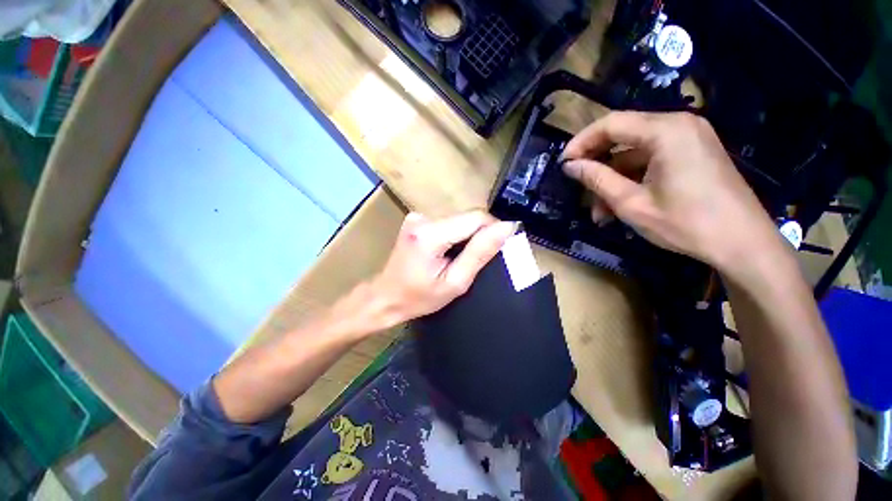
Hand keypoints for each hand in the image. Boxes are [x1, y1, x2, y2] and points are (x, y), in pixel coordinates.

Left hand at [369, 211, 515, 325]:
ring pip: (459, 219)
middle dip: (479, 235)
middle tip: (476, 260)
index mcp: (430, 234)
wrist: (386, 296)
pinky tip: (447, 252)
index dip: (493, 229)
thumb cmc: (419, 297)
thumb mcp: (455, 282)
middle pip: (467, 217)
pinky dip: (455, 235)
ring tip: (459, 259)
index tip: (498, 249)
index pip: (476, 217)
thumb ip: (479, 253)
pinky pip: (448, 222)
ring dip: (467, 236)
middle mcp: (423, 217)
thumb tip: (506, 227)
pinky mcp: (417, 218)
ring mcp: (418, 216)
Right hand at [561, 111, 784, 271]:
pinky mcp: (693, 153)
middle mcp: (679, 125)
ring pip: (635, 153)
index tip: (563, 163)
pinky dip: (632, 180)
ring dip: (613, 179)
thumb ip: (597, 179)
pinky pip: (651, 160)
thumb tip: (570, 165)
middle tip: (579, 188)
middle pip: (623, 135)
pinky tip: (620, 205)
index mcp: (666, 131)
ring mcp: (689, 138)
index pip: (611, 123)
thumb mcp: (631, 203)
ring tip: (600, 212)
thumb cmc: (686, 223)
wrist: (743, 243)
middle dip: (597, 164)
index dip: (581, 142)